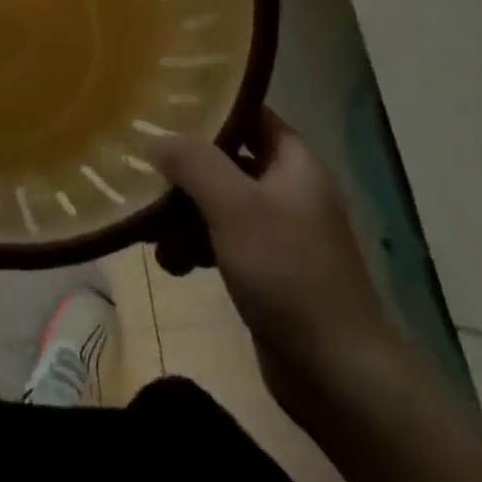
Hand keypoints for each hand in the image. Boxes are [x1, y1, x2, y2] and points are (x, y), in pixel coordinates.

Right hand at [151, 109, 400, 416]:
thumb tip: (155, 139)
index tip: (161, 105)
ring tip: (149, 230)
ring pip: (219, 202)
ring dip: (182, 212)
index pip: (247, 113)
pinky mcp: (268, 270)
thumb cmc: (287, 272)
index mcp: (293, 161)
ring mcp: (279, 231)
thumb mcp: (234, 206)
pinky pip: (222, 240)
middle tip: (143, 169)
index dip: (208, 105)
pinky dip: (195, 245)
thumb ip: (192, 162)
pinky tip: (171, 264)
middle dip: (184, 168)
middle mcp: (288, 188)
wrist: (338, 376)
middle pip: (226, 159)